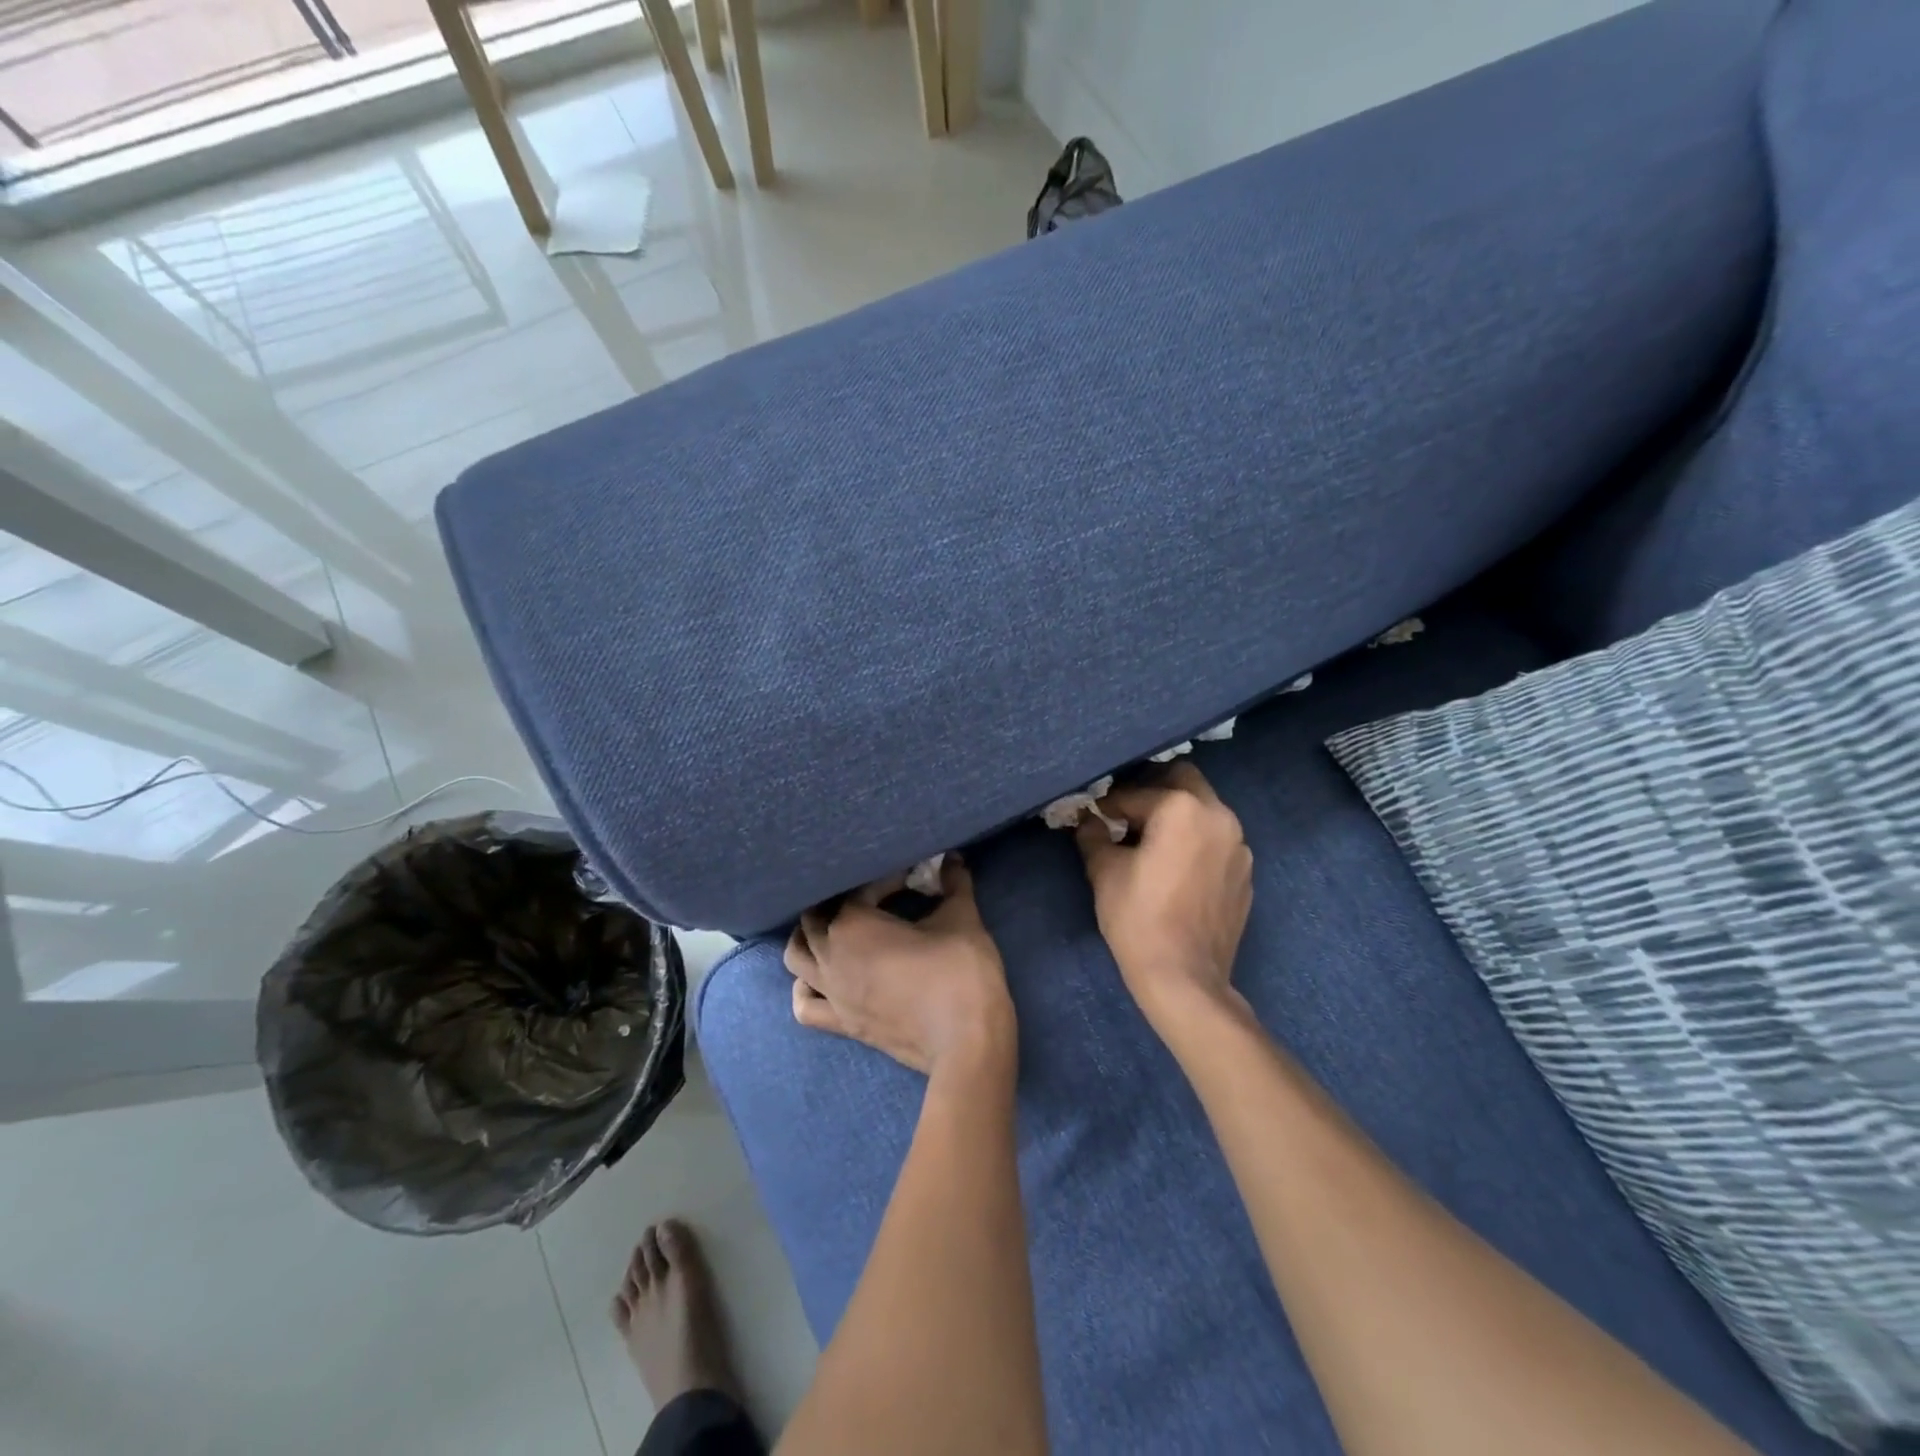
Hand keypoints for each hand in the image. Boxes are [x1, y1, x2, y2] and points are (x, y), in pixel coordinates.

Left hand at [784, 857, 1014, 1075]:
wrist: (965, 1041)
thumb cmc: (959, 972)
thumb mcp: (962, 918)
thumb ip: (954, 883)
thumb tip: (954, 858)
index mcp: (853, 924)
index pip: (859, 890)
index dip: (886, 880)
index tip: (912, 879)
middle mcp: (831, 956)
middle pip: (815, 918)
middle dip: (841, 903)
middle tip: (874, 900)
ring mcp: (831, 993)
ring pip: (796, 958)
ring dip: (809, 939)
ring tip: (837, 930)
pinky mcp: (841, 1024)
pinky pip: (805, 1006)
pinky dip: (805, 989)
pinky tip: (821, 980)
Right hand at [1075, 762, 1252, 1032]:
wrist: (1184, 978)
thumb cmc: (1138, 918)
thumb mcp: (1104, 872)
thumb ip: (1094, 835)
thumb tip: (1089, 820)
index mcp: (1183, 808)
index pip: (1136, 793)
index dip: (1109, 806)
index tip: (1094, 819)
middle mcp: (1220, 816)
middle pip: (1184, 781)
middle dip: (1153, 792)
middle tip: (1127, 818)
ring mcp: (1239, 846)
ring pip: (1205, 811)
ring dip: (1178, 817)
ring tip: (1151, 845)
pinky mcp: (1246, 874)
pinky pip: (1217, 842)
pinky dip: (1196, 843)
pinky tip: (1176, 871)